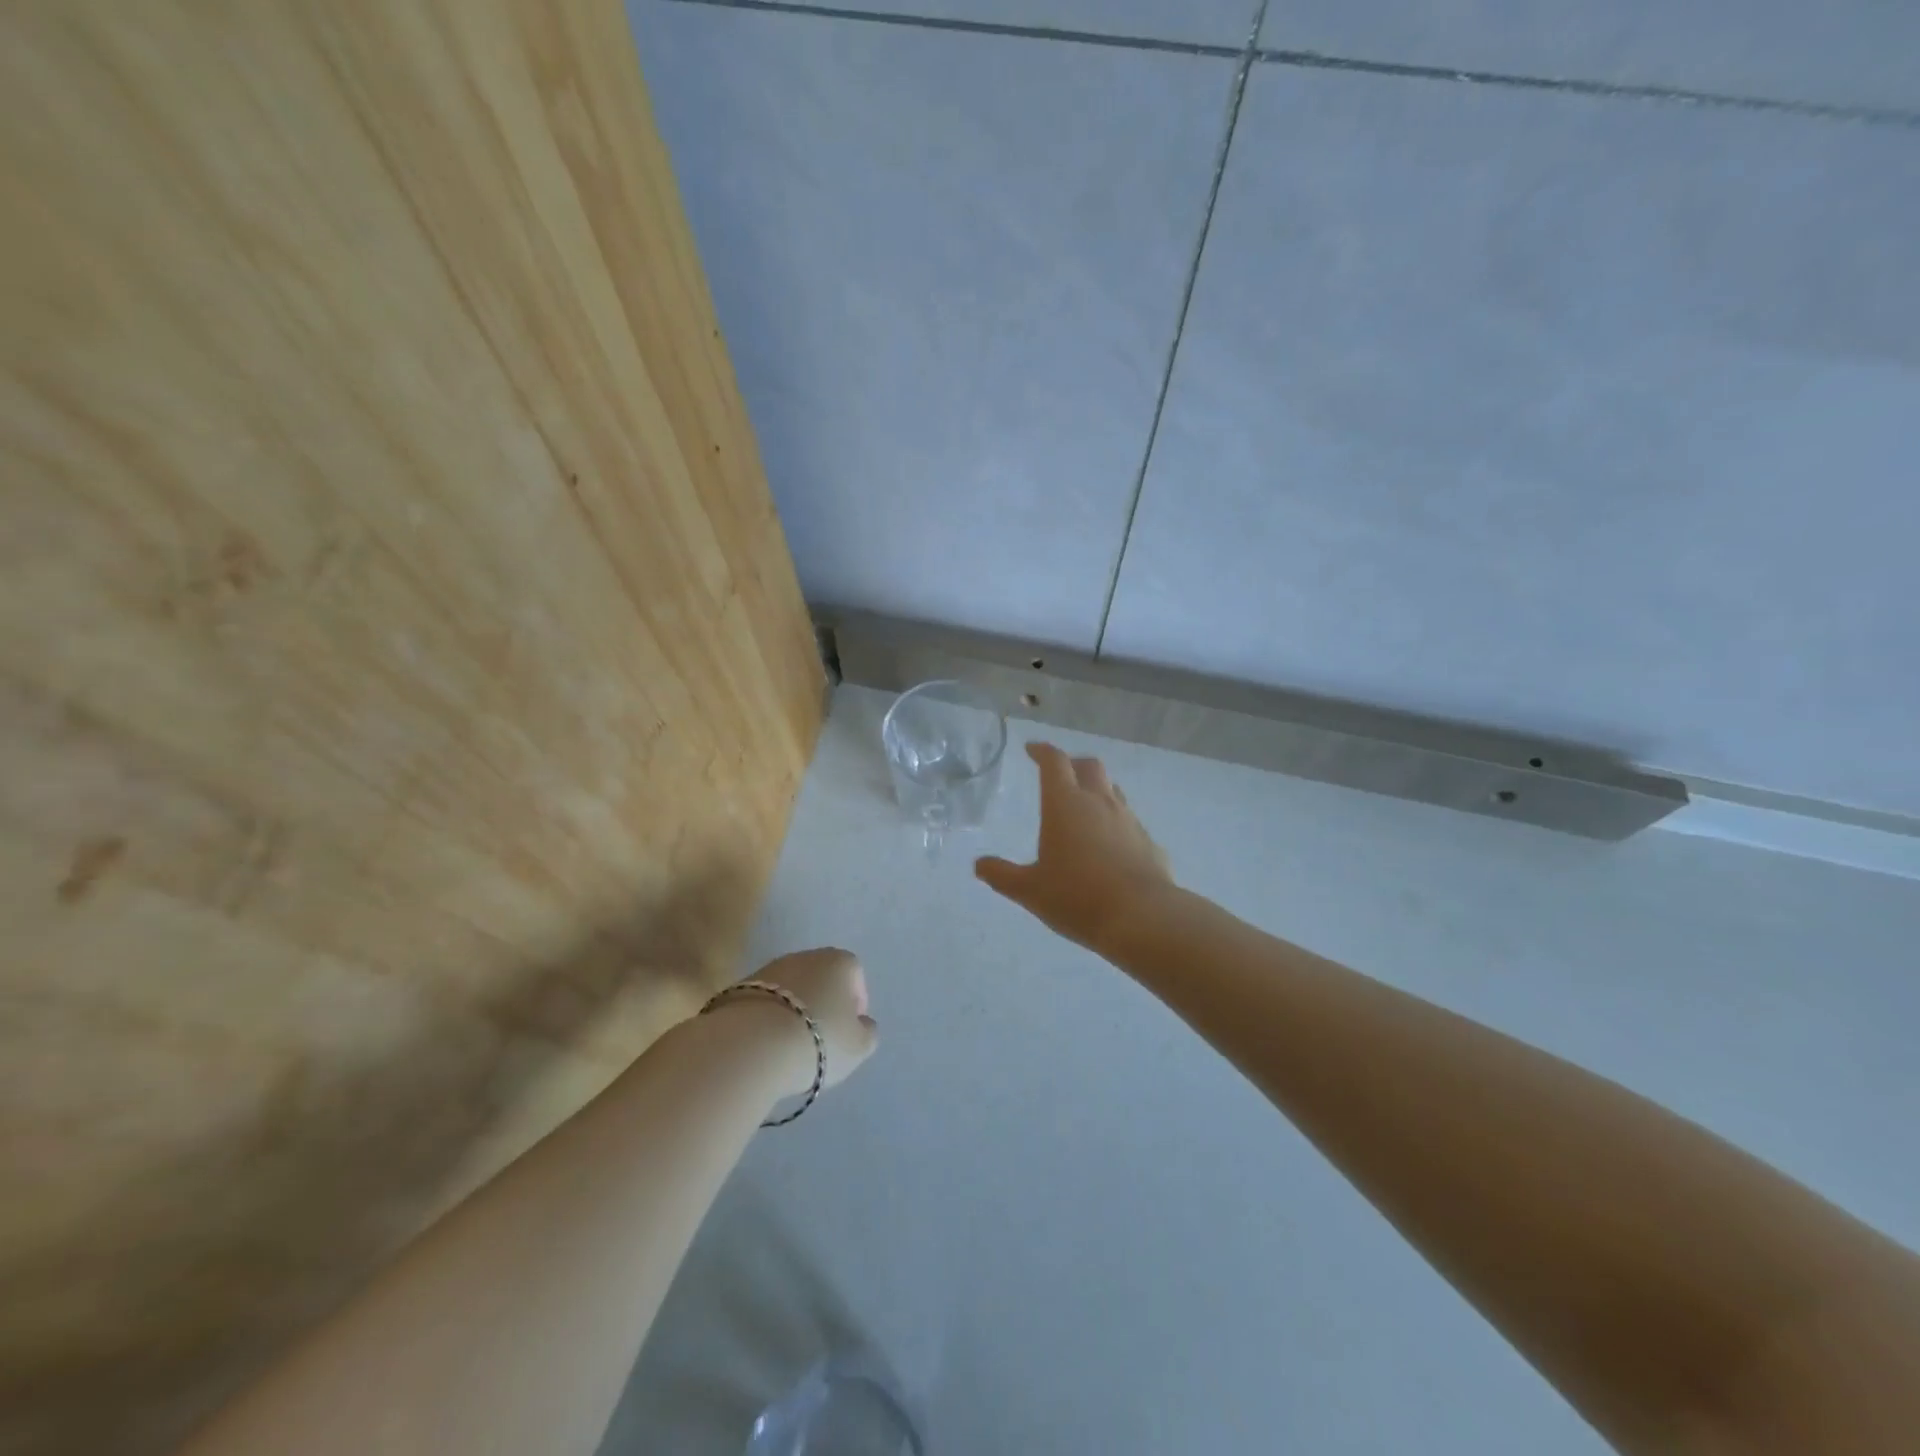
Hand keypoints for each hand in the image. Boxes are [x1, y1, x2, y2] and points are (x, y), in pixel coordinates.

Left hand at [736, 946, 879, 1095]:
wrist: (752, 1045)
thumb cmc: (818, 1040)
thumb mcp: (859, 1046)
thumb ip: (868, 1032)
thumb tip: (862, 1024)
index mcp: (840, 962)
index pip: (855, 976)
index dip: (855, 1004)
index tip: (848, 1031)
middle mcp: (806, 956)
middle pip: (822, 979)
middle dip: (824, 1004)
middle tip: (821, 1038)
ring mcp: (770, 968)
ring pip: (791, 989)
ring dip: (794, 1011)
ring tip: (790, 1045)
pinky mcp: (740, 986)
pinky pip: (766, 1002)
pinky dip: (769, 1018)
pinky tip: (766, 1044)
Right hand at [975, 742, 1173, 951]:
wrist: (1142, 918)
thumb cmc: (1077, 897)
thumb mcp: (1030, 890)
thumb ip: (1002, 875)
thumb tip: (980, 865)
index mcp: (1065, 804)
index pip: (1054, 762)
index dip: (1042, 751)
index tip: (1031, 750)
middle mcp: (1099, 803)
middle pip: (1089, 766)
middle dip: (1072, 764)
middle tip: (1059, 775)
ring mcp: (1129, 820)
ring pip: (1112, 791)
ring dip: (1096, 791)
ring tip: (1083, 808)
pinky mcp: (1149, 842)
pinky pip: (1129, 823)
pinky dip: (1115, 824)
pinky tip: (1109, 847)